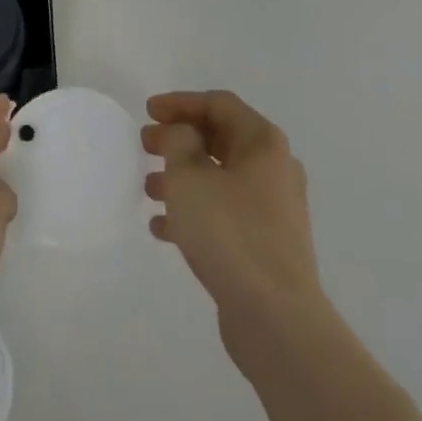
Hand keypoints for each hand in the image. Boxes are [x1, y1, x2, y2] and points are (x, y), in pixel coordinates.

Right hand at [142, 91, 326, 361]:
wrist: (276, 317)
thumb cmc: (230, 233)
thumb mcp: (189, 177)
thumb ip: (179, 142)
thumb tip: (184, 134)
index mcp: (263, 142)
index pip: (219, 104)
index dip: (181, 102)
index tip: (148, 111)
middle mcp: (274, 168)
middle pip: (220, 139)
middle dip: (180, 139)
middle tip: (145, 145)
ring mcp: (274, 209)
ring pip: (221, 179)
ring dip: (183, 177)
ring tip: (149, 189)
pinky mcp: (267, 244)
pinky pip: (226, 213)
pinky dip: (196, 211)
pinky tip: (162, 228)